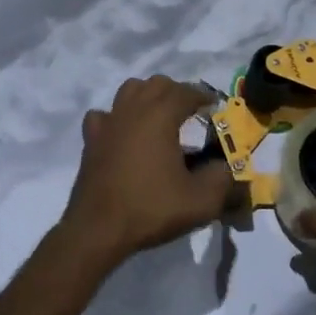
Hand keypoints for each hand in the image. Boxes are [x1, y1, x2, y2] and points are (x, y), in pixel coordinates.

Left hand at [57, 76, 234, 265]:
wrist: (99, 230)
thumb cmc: (151, 209)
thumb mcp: (201, 201)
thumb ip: (222, 179)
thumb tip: (224, 166)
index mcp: (160, 116)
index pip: (186, 92)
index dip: (204, 96)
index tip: (215, 107)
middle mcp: (133, 110)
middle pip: (157, 84)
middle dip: (177, 92)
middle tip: (191, 112)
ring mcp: (108, 122)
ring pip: (129, 90)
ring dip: (147, 96)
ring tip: (159, 117)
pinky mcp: (91, 139)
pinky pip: (104, 115)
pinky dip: (117, 117)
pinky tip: (123, 133)